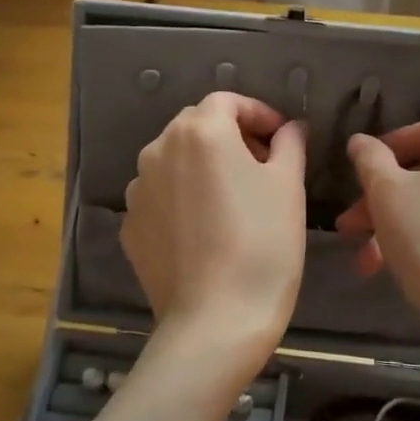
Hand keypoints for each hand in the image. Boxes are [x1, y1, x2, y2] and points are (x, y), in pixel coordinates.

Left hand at [122, 93, 307, 364]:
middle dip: (230, 137)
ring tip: (231, 201)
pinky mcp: (129, 225)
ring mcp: (137, 189)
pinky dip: (182, 199)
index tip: (281, 139)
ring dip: (202, 167)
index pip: (227, 101)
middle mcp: (159, 149)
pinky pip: (160, 197)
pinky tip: (204, 230)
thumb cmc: (263, 244)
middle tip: (262, 167)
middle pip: (196, 126)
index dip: (258, 113)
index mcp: (200, 131)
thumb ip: (289, 144)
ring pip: (174, 160)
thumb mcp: (288, 187)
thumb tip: (290, 128)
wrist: (215, 320)